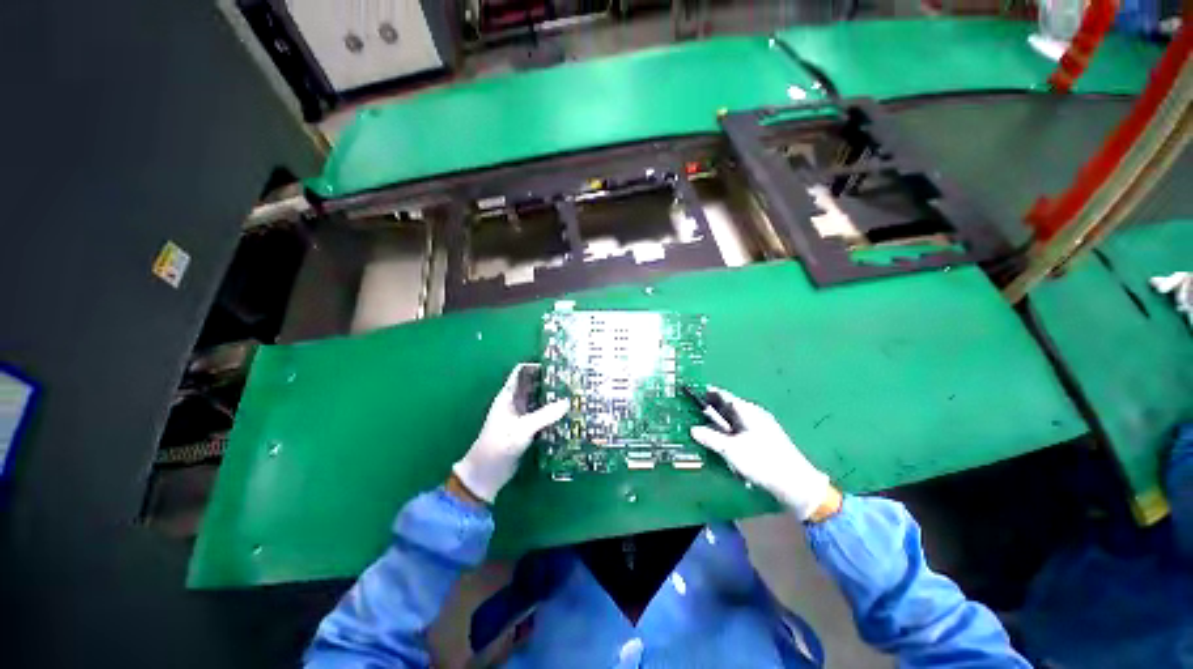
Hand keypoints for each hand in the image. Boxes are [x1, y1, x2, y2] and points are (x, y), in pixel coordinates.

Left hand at [452, 364, 569, 503]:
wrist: (487, 473)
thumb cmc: (499, 445)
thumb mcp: (523, 429)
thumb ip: (545, 415)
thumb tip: (567, 402)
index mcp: (508, 396)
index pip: (522, 372)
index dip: (536, 366)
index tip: (556, 364)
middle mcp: (515, 402)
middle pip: (533, 384)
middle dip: (548, 380)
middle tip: (570, 378)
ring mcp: (521, 415)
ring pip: (538, 400)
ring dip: (552, 396)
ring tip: (572, 392)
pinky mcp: (527, 428)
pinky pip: (541, 414)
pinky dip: (552, 411)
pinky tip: (567, 412)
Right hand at [690, 386, 836, 521]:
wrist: (795, 484)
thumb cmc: (761, 461)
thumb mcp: (730, 450)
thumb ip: (710, 438)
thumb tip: (693, 429)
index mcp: (747, 411)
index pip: (724, 396)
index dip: (710, 394)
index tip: (697, 394)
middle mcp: (755, 414)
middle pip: (730, 408)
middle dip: (714, 411)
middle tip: (699, 415)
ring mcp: (762, 427)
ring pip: (736, 420)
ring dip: (723, 425)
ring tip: (711, 432)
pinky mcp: (767, 440)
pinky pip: (743, 430)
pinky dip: (732, 434)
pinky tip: (728, 447)